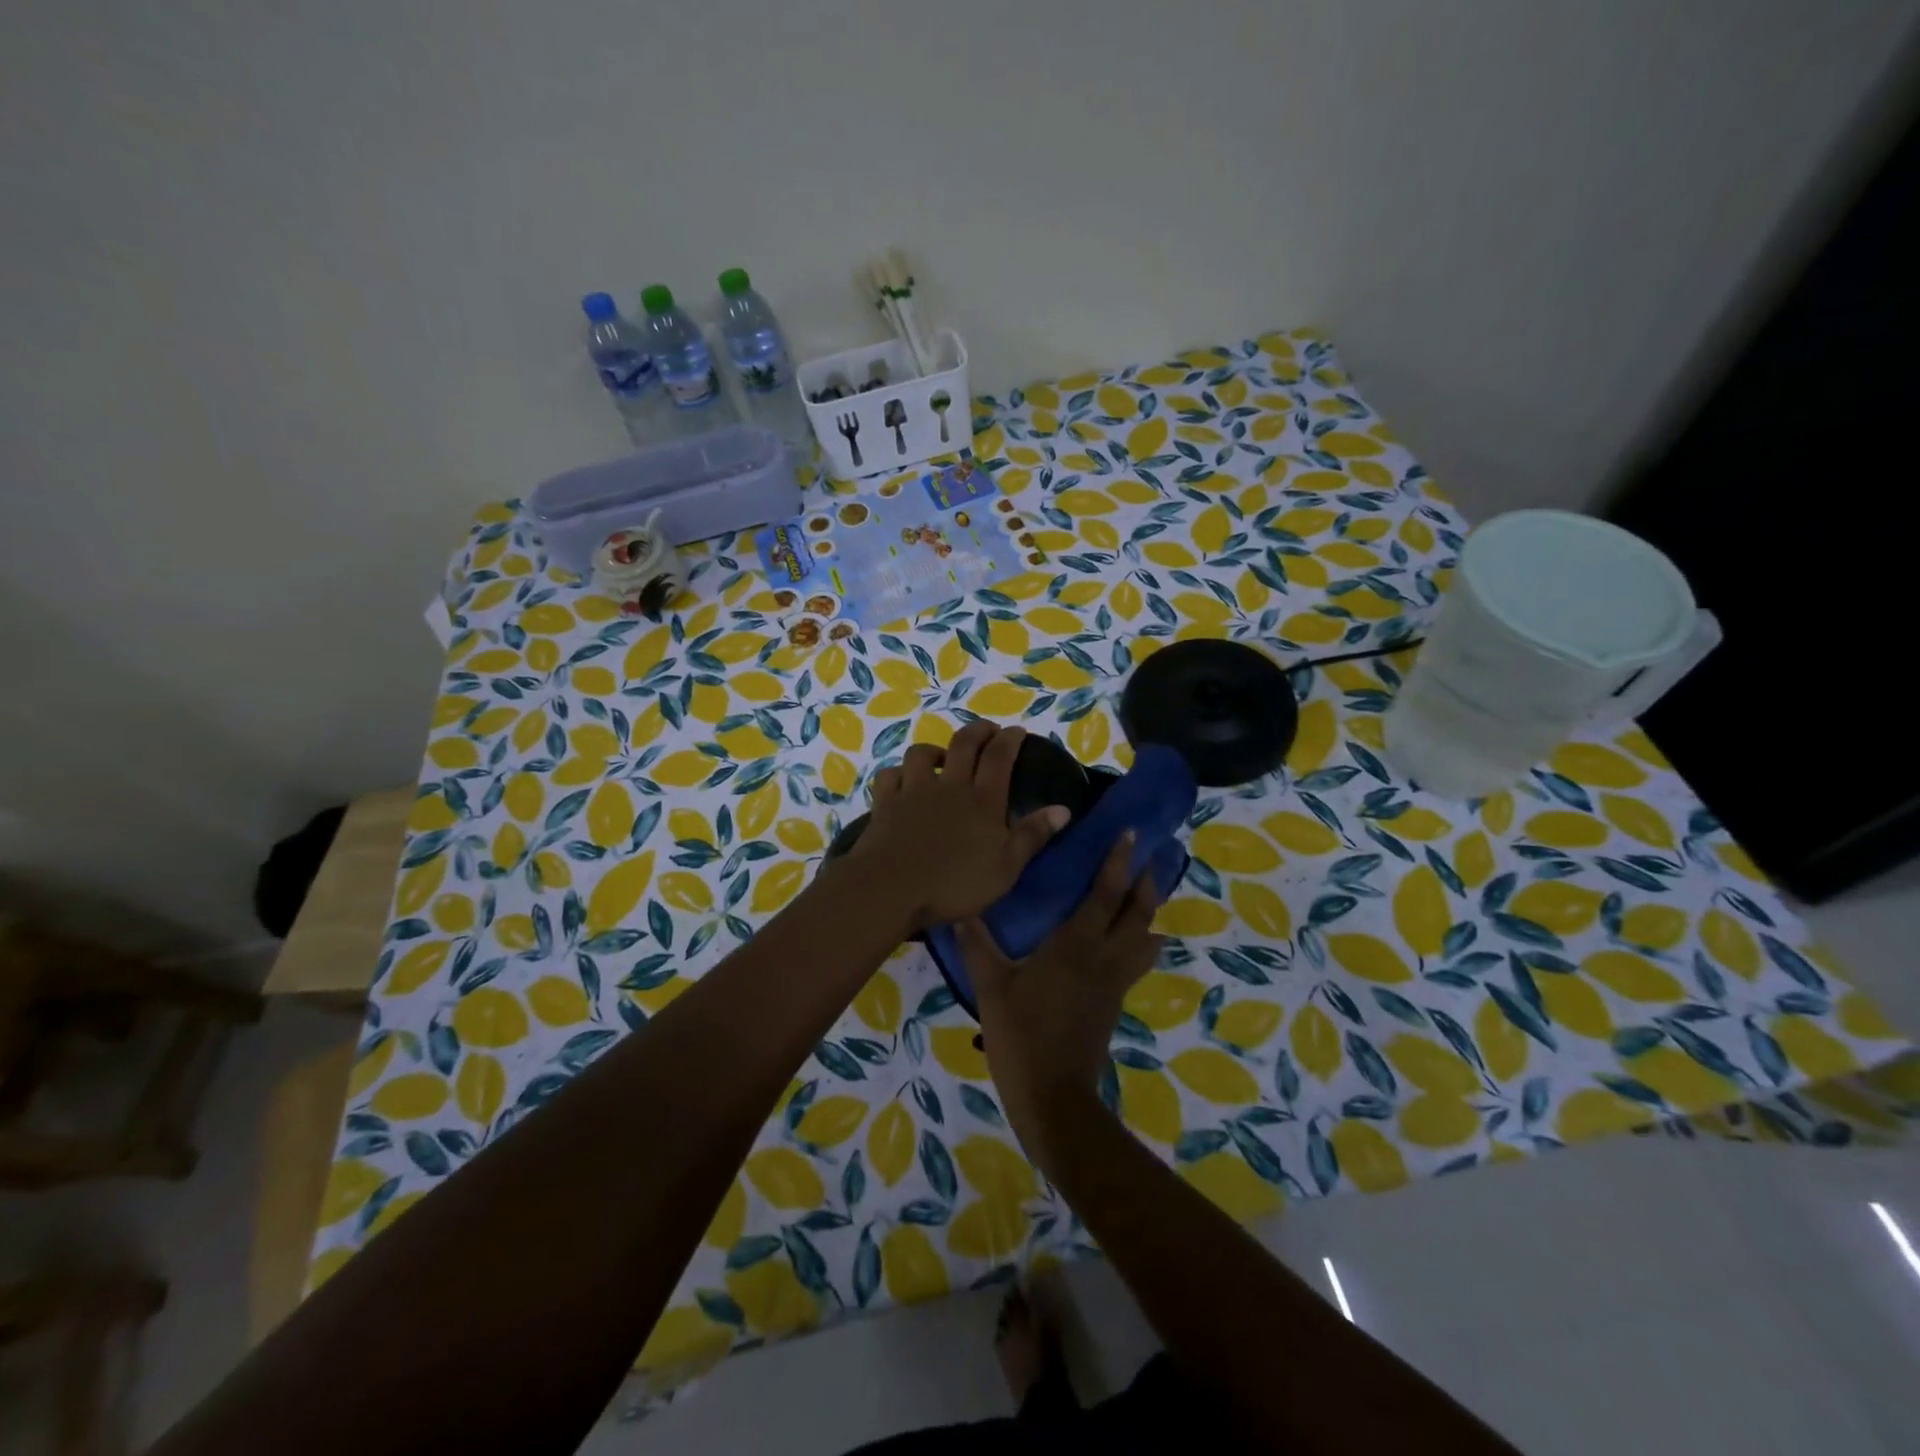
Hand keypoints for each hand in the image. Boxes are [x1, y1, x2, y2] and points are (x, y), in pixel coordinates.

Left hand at [837, 720, 1067, 936]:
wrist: (892, 889)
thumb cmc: (955, 884)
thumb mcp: (1006, 868)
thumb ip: (1032, 835)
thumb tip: (1063, 809)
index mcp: (982, 801)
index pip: (1000, 758)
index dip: (1010, 740)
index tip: (1017, 730)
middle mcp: (949, 786)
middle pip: (964, 745)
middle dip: (978, 731)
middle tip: (988, 730)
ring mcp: (913, 791)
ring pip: (922, 754)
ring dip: (935, 749)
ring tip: (942, 757)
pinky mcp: (885, 803)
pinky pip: (890, 775)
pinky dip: (898, 773)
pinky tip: (903, 779)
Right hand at [956, 833, 1163, 1166]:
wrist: (1054, 1096)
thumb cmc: (1021, 1035)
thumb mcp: (992, 987)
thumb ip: (978, 946)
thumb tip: (960, 912)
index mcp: (1075, 946)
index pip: (1105, 895)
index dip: (1118, 863)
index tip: (1131, 835)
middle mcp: (1104, 958)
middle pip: (1138, 913)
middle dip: (1146, 882)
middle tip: (1150, 857)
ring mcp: (1114, 983)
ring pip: (1144, 939)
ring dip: (1149, 912)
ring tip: (1148, 894)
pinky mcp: (1115, 1003)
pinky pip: (1137, 962)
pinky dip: (1142, 943)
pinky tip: (1135, 942)